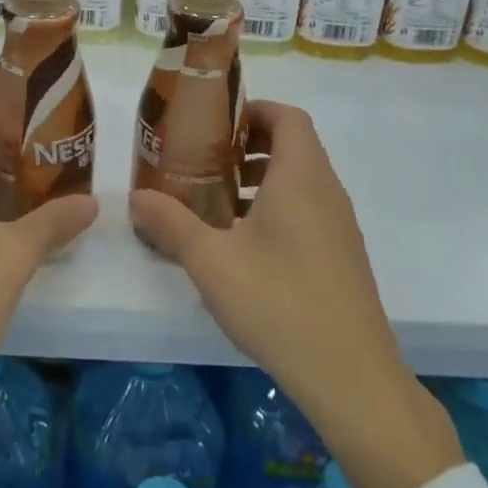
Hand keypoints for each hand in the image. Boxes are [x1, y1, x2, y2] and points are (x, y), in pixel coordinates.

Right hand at [129, 100, 461, 487]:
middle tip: (206, 162)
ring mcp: (340, 226)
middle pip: (293, 146)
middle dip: (248, 146)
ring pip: (301, 181)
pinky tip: (244, 247)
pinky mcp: (343, 257)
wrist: (351, 377)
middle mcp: (327, 191)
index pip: (288, 116)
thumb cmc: (279, 302)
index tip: (215, 125)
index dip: (253, 110)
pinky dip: (277, 209)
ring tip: (218, 203)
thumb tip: (136, 197)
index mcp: (301, 176)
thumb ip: (171, 223)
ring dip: (261, 179)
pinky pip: (309, 211)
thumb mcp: (211, 260)